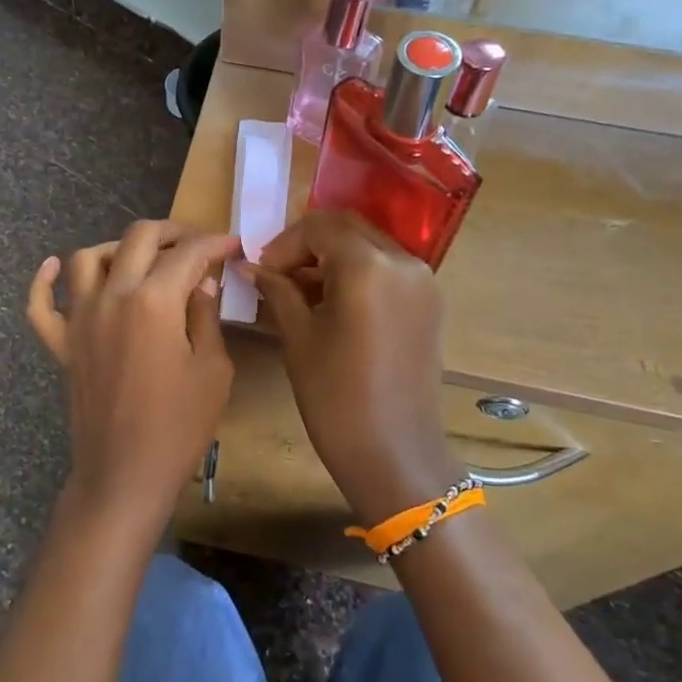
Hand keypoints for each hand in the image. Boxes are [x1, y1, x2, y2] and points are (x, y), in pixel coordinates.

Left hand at [26, 221, 240, 531]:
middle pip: (138, 239)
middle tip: (195, 244)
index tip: (232, 246)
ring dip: (117, 248)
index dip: (215, 244)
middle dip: (172, 232)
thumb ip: (206, 316)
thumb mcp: (212, 370)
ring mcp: (80, 319)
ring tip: (141, 258)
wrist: (125, 473)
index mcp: (154, 301)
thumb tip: (201, 283)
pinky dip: (44, 280)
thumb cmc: (179, 426)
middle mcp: (112, 297)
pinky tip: (56, 266)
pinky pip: (41, 304)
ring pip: (87, 258)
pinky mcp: (61, 344)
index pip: (188, 255)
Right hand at [249, 211, 459, 525]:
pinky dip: (357, 273)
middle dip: (308, 245)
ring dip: (332, 257)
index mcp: (368, 267)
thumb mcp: (299, 339)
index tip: (262, 272)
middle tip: (278, 276)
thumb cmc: (336, 399)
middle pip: (347, 228)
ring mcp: (422, 281)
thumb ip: (278, 291)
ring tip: (301, 292)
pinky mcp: (429, 302)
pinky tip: (332, 303)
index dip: (284, 244)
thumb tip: (251, 266)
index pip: (319, 227)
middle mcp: (403, 262)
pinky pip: (387, 269)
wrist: (395, 454)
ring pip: (369, 246)